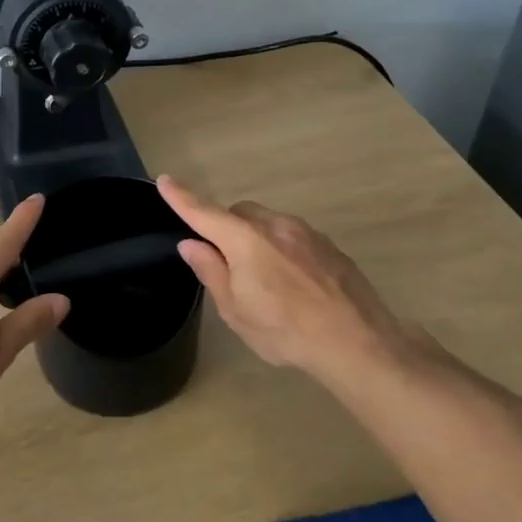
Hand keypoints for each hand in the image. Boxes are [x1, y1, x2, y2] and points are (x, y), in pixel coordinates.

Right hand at [157, 176, 442, 388]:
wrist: (357, 341)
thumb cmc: (286, 331)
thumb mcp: (236, 311)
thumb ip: (212, 271)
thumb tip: (191, 244)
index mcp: (245, 241)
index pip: (204, 212)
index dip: (182, 198)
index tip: (164, 181)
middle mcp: (275, 225)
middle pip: (239, 213)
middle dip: (226, 228)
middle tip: (226, 265)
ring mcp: (306, 232)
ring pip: (267, 222)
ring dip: (255, 238)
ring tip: (264, 280)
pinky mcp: (328, 244)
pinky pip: (292, 235)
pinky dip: (280, 247)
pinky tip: (292, 282)